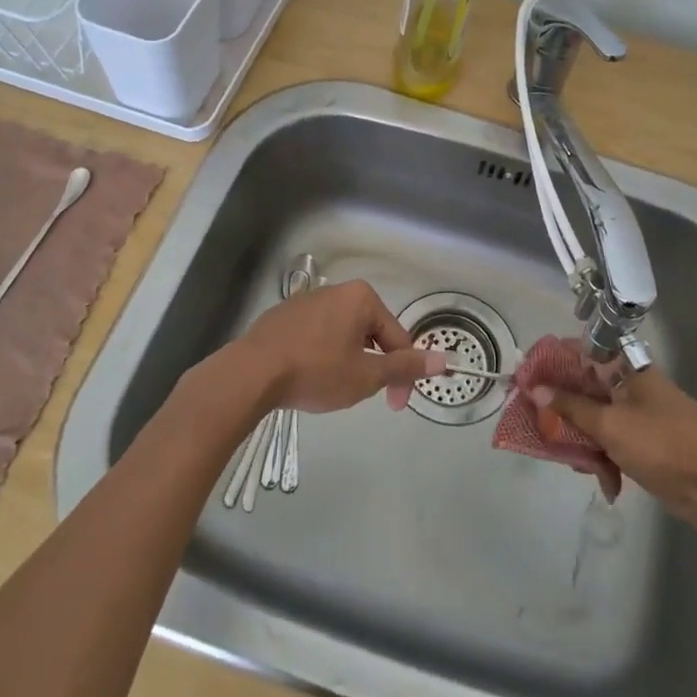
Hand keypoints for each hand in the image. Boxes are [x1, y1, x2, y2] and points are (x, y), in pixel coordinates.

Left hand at [229, 279, 444, 413]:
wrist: (251, 373)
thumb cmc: (316, 371)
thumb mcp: (366, 375)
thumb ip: (405, 367)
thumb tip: (445, 360)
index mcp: (361, 298)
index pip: (396, 337)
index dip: (402, 374)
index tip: (396, 405)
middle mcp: (336, 290)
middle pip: (370, 332)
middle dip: (374, 365)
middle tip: (365, 396)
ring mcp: (306, 301)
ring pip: (342, 335)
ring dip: (348, 361)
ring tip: (334, 389)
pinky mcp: (283, 316)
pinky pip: (316, 335)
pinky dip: (322, 355)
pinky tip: (309, 377)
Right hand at [531, 367, 696, 530]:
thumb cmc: (665, 446)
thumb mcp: (611, 425)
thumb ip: (572, 407)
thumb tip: (536, 388)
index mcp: (628, 370)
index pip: (582, 353)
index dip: (553, 363)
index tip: (526, 378)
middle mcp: (633, 389)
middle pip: (586, 390)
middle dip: (562, 409)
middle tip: (537, 425)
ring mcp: (642, 419)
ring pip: (597, 421)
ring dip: (583, 442)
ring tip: (575, 464)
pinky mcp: (648, 449)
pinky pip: (614, 446)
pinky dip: (606, 462)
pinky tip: (607, 485)